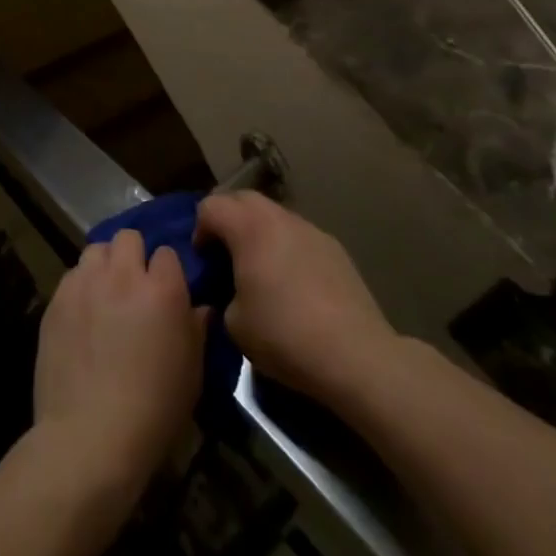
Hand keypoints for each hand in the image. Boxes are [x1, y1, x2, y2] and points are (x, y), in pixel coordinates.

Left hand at [32, 230, 204, 491]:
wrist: (89, 437)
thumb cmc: (153, 412)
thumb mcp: (191, 374)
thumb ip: (196, 330)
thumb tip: (200, 308)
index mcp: (162, 289)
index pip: (167, 253)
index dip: (167, 272)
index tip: (166, 293)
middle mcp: (123, 275)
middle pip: (128, 237)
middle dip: (133, 256)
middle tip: (134, 287)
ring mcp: (85, 284)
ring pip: (96, 249)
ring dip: (104, 266)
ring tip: (105, 295)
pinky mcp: (57, 299)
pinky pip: (72, 276)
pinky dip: (80, 287)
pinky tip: (82, 316)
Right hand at [195, 191, 396, 409]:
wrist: (356, 355)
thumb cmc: (285, 335)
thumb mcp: (234, 323)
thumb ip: (223, 294)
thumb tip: (232, 291)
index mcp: (249, 227)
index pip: (210, 207)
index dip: (199, 230)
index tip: (204, 261)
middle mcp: (280, 217)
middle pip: (242, 199)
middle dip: (228, 221)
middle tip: (225, 256)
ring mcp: (311, 230)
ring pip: (274, 215)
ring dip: (259, 232)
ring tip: (260, 269)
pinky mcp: (335, 248)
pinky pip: (298, 236)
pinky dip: (286, 247)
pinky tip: (293, 284)